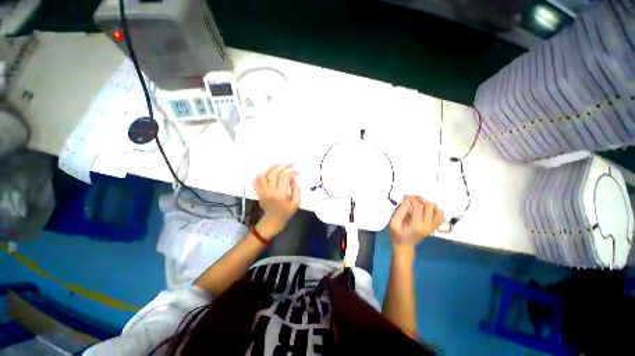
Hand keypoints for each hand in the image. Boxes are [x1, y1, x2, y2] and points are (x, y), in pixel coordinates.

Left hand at [253, 164, 300, 237]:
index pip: (285, 177)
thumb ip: (296, 189)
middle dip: (283, 166)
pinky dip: (260, 174)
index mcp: (280, 195)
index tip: (298, 172)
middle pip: (274, 173)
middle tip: (290, 164)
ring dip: (271, 167)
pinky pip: (256, 180)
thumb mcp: (296, 202)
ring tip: (279, 164)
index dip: (292, 172)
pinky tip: (268, 171)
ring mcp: (262, 191)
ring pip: (263, 174)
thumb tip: (293, 178)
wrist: (273, 220)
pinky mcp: (258, 192)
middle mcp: (269, 191)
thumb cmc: (286, 212)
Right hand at [389, 196, 444, 257]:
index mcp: (416, 225)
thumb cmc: (397, 235)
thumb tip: (407, 201)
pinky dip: (436, 211)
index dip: (412, 199)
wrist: (404, 246)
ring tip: (421, 204)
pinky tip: (427, 210)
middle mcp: (427, 226)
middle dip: (421, 200)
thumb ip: (400, 212)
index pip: (418, 207)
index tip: (405, 197)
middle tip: (412, 199)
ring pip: (439, 212)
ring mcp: (432, 227)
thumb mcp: (394, 223)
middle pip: (430, 207)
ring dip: (430, 205)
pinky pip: (441, 218)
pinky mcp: (433, 228)